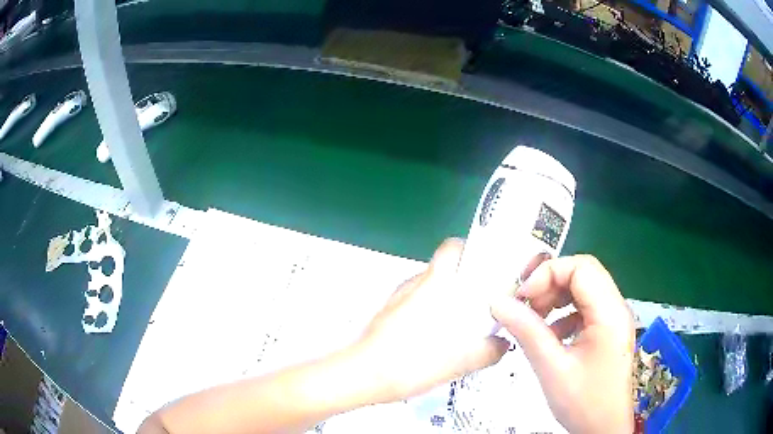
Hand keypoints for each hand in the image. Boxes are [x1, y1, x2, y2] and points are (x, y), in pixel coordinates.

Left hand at [352, 238, 509, 402]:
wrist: (363, 376)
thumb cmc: (412, 362)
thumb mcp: (460, 362)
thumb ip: (488, 351)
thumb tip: (502, 345)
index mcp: (434, 285)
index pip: (452, 248)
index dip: (470, 252)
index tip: (486, 269)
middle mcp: (413, 285)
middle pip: (444, 271)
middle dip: (463, 284)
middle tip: (480, 305)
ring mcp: (397, 299)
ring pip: (428, 290)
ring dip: (445, 302)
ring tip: (459, 327)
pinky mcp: (386, 314)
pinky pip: (414, 306)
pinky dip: (428, 315)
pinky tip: (434, 342)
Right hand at [491, 255, 634, 433]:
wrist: (604, 429)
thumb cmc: (583, 402)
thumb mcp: (551, 368)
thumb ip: (527, 331)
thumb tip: (498, 303)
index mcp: (609, 312)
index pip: (580, 267)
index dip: (548, 274)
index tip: (522, 298)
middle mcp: (616, 308)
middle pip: (583, 273)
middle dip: (550, 283)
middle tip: (524, 305)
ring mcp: (613, 319)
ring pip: (583, 289)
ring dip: (556, 298)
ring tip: (534, 320)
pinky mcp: (608, 331)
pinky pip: (585, 309)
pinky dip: (564, 314)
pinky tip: (550, 336)